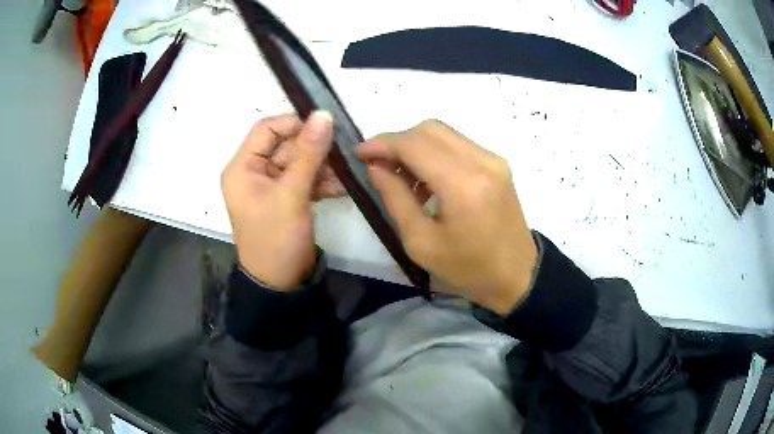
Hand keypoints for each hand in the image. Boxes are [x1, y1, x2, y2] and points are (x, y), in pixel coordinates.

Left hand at [222, 112, 337, 289]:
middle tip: (343, 150)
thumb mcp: (291, 195)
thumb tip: (324, 114)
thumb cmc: (276, 239)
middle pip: (286, 145)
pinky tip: (343, 186)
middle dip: (314, 148)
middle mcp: (254, 172)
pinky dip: (322, 181)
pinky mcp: (286, 198)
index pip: (266, 129)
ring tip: (346, 172)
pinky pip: (304, 179)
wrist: (280, 284)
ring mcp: (271, 186)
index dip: (294, 123)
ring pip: (299, 162)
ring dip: (322, 165)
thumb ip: (308, 154)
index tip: (325, 126)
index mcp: (243, 168)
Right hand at [358, 120, 537, 313]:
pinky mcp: (498, 164)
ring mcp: (493, 159)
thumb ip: (395, 197)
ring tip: (402, 177)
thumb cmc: (467, 268)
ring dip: (416, 146)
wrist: (517, 275)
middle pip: (429, 129)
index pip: (414, 144)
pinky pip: (458, 144)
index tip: (360, 153)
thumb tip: (376, 166)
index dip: (382, 144)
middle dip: (397, 142)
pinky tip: (428, 179)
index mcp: (463, 184)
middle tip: (380, 166)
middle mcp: (482, 161)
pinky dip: (435, 153)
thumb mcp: (421, 242)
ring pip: (443, 133)